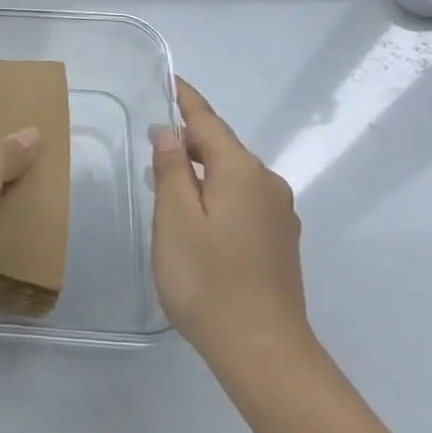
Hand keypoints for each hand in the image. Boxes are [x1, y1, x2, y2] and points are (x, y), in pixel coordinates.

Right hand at [151, 77, 310, 381]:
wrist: (264, 353)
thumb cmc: (209, 281)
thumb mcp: (175, 220)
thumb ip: (172, 170)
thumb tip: (170, 133)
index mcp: (242, 172)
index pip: (208, 122)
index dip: (186, 100)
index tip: (170, 79)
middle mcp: (268, 185)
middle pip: (223, 148)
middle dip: (190, 142)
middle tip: (151, 150)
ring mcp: (280, 215)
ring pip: (233, 176)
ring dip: (202, 172)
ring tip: (167, 186)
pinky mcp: (280, 241)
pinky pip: (243, 199)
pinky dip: (217, 194)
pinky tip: (197, 219)